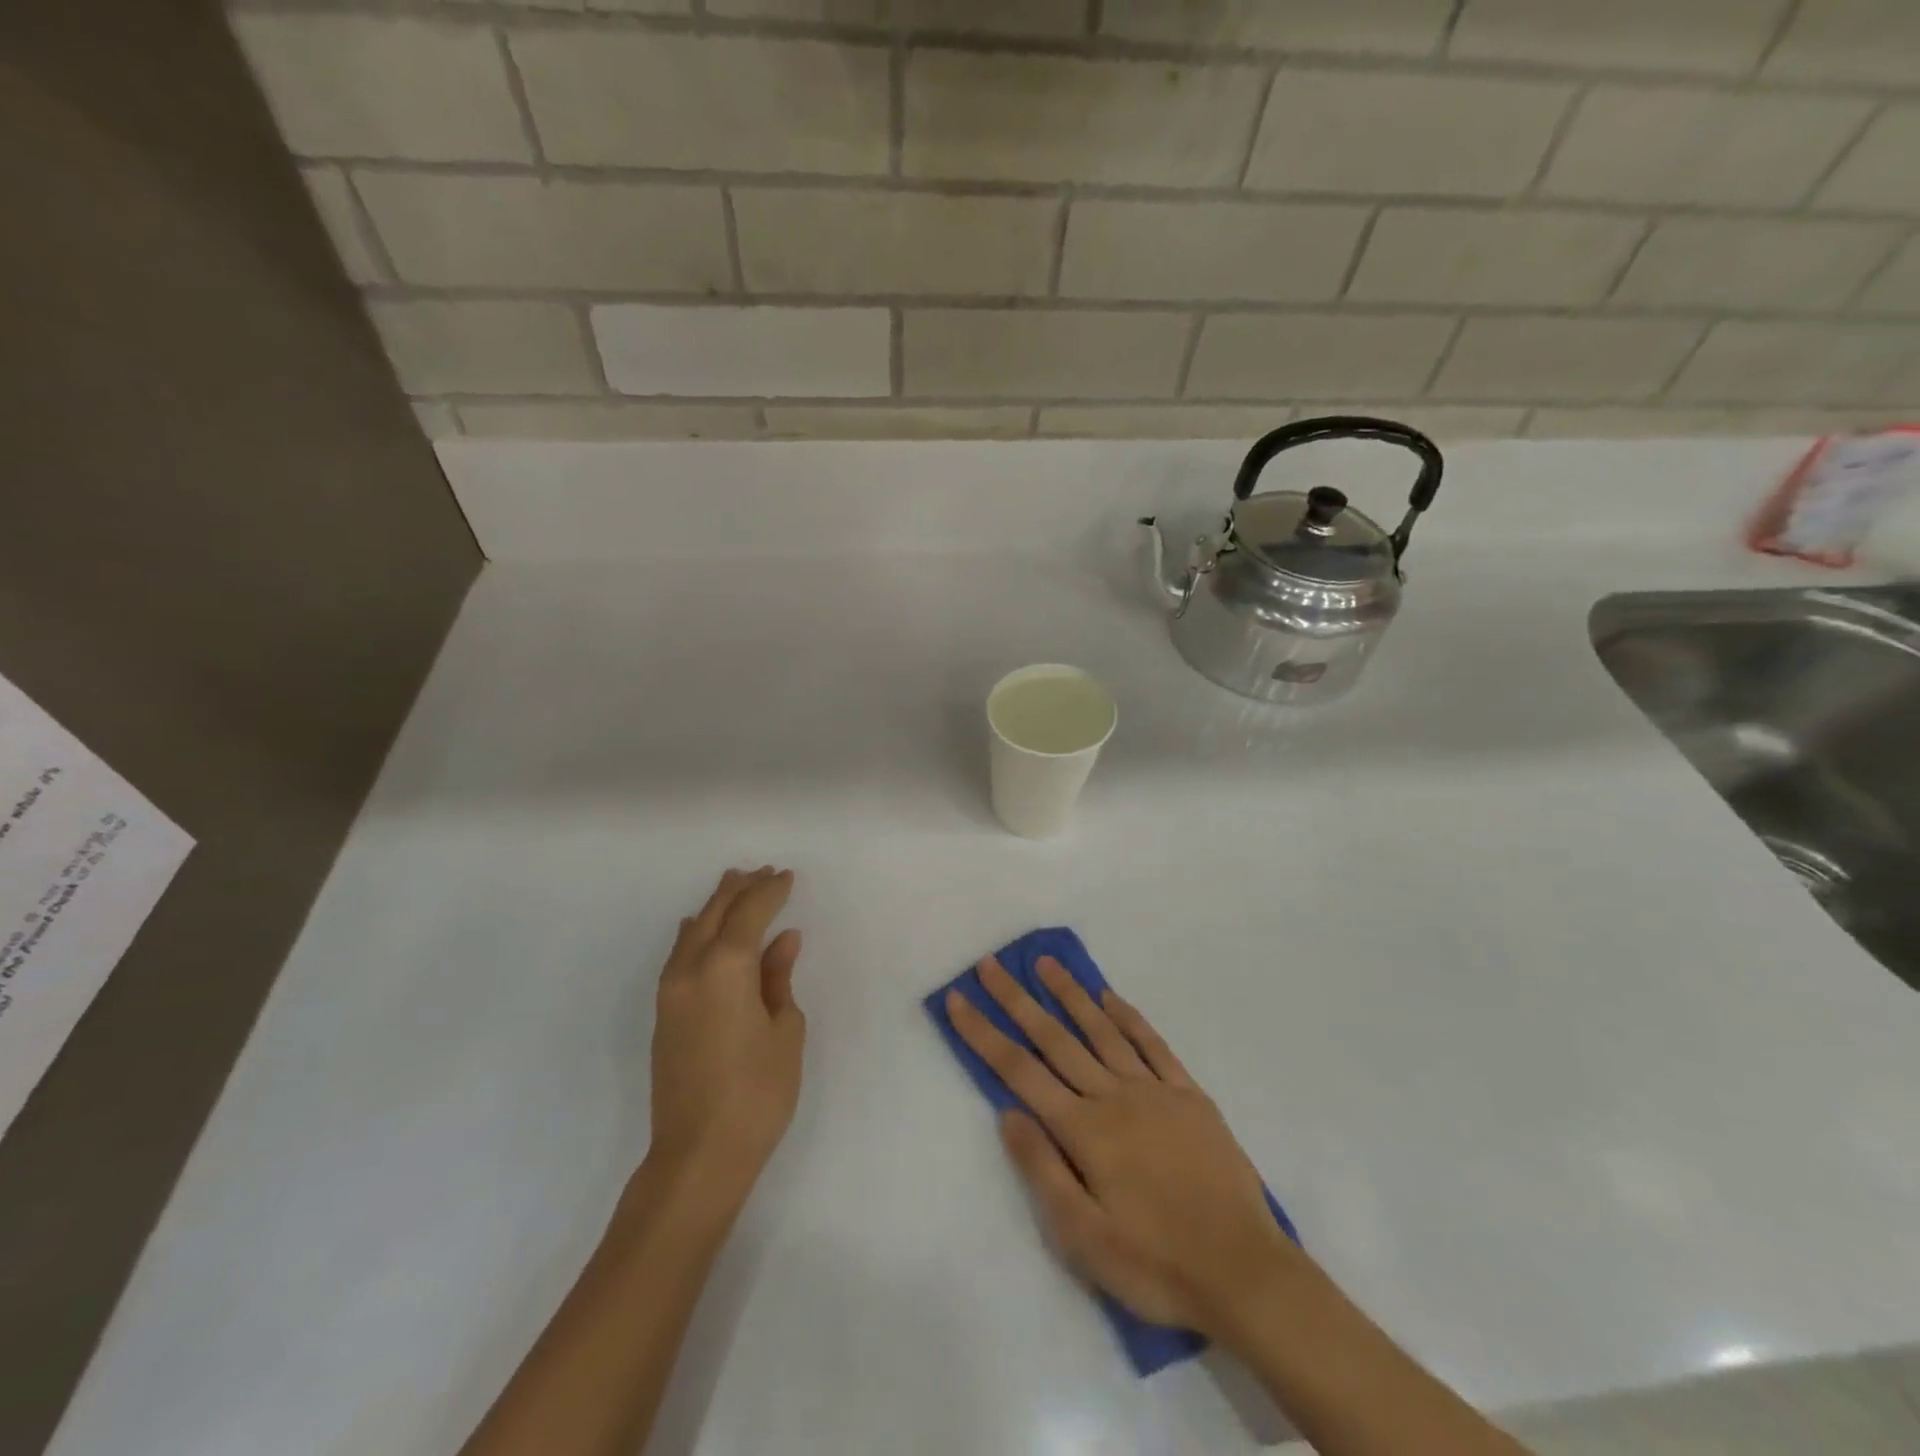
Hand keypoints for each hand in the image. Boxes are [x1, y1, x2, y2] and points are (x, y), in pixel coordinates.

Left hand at [648, 868, 805, 1201]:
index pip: (750, 913)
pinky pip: (680, 953)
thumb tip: (783, 940)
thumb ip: (779, 978)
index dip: (770, 891)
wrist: (698, 1155)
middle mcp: (691, 970)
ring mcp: (671, 992)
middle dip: (740, 889)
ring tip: (735, 886)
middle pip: (716, 914)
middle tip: (763, 872)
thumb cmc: (757, 1092)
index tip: (787, 876)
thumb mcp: (785, 1030)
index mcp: (726, 968)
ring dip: (716, 906)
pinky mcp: (664, 1013)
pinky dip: (697, 932)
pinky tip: (702, 929)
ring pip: (693, 930)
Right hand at [946, 956, 1297, 1339]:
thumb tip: (1008, 1113)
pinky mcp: (1188, 1095)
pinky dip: (1128, 1016)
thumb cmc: (1155, 1264)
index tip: (959, 1000)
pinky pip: (1152, 1044)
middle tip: (990, 963)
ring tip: (1045, 963)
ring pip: (1101, 1030)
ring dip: (1070, 993)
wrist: (1244, 1273)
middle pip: (1054, 1039)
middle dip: (1017, 999)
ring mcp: (1154, 1090)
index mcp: (1084, 1130)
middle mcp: (1113, 1096)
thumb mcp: (1084, 1239)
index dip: (984, 1033)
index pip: (1020, 1071)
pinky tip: (1109, 997)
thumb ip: (1043, 1170)